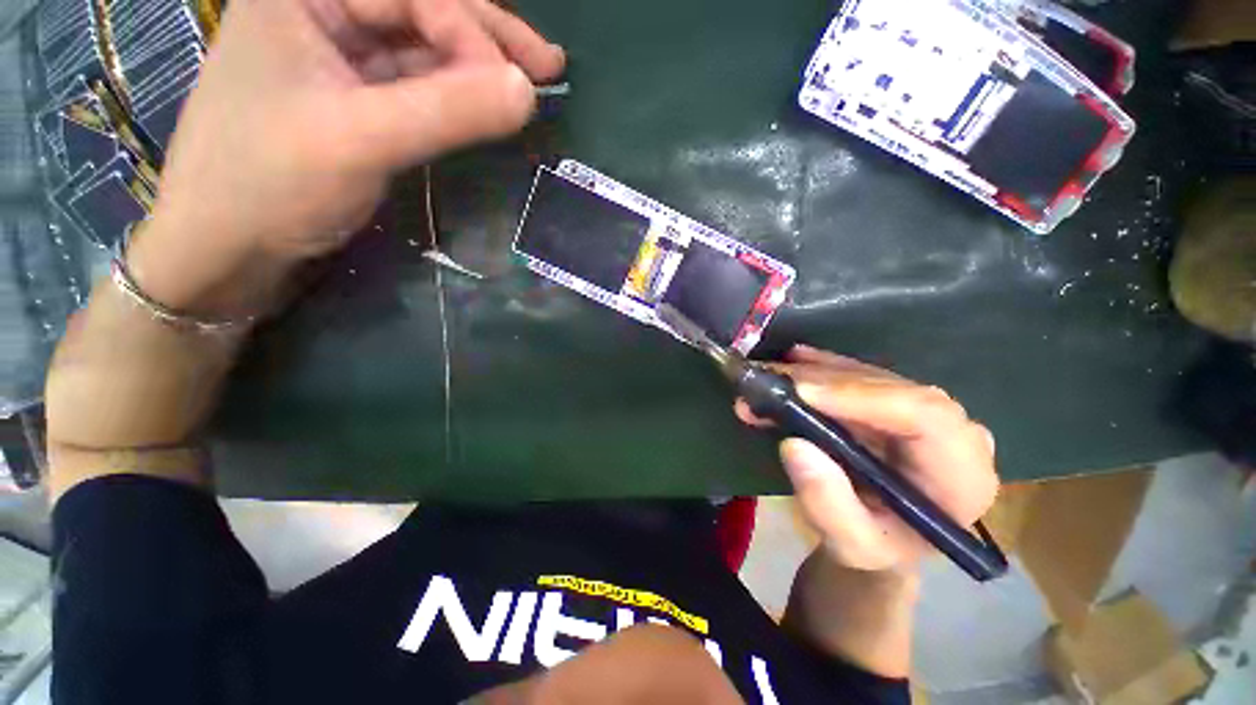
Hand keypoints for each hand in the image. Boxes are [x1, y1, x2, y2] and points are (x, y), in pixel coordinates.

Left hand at [128, 0, 564, 317]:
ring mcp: (337, 56)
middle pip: (419, 8)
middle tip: (548, 65)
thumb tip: (527, 93)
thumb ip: (447, 112)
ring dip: (475, 67)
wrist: (225, 248)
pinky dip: (453, 96)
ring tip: (531, 81)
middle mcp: (320, 11)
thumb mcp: (360, 140)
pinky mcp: (353, 99)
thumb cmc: (268, 184)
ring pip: (421, 48)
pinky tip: (482, 103)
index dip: (473, 33)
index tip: (521, 86)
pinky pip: (414, 85)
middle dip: (486, 37)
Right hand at [736, 346, 998, 572]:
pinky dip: (822, 367)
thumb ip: (828, 505)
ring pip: (868, 376)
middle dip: (821, 382)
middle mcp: (952, 432)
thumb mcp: (852, 545)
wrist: (886, 538)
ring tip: (767, 375)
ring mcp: (925, 411)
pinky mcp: (898, 400)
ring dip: (812, 373)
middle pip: (889, 387)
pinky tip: (795, 359)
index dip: (861, 396)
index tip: (802, 393)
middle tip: (768, 382)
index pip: (925, 416)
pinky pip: (859, 375)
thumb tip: (794, 445)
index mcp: (960, 475)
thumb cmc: (878, 548)